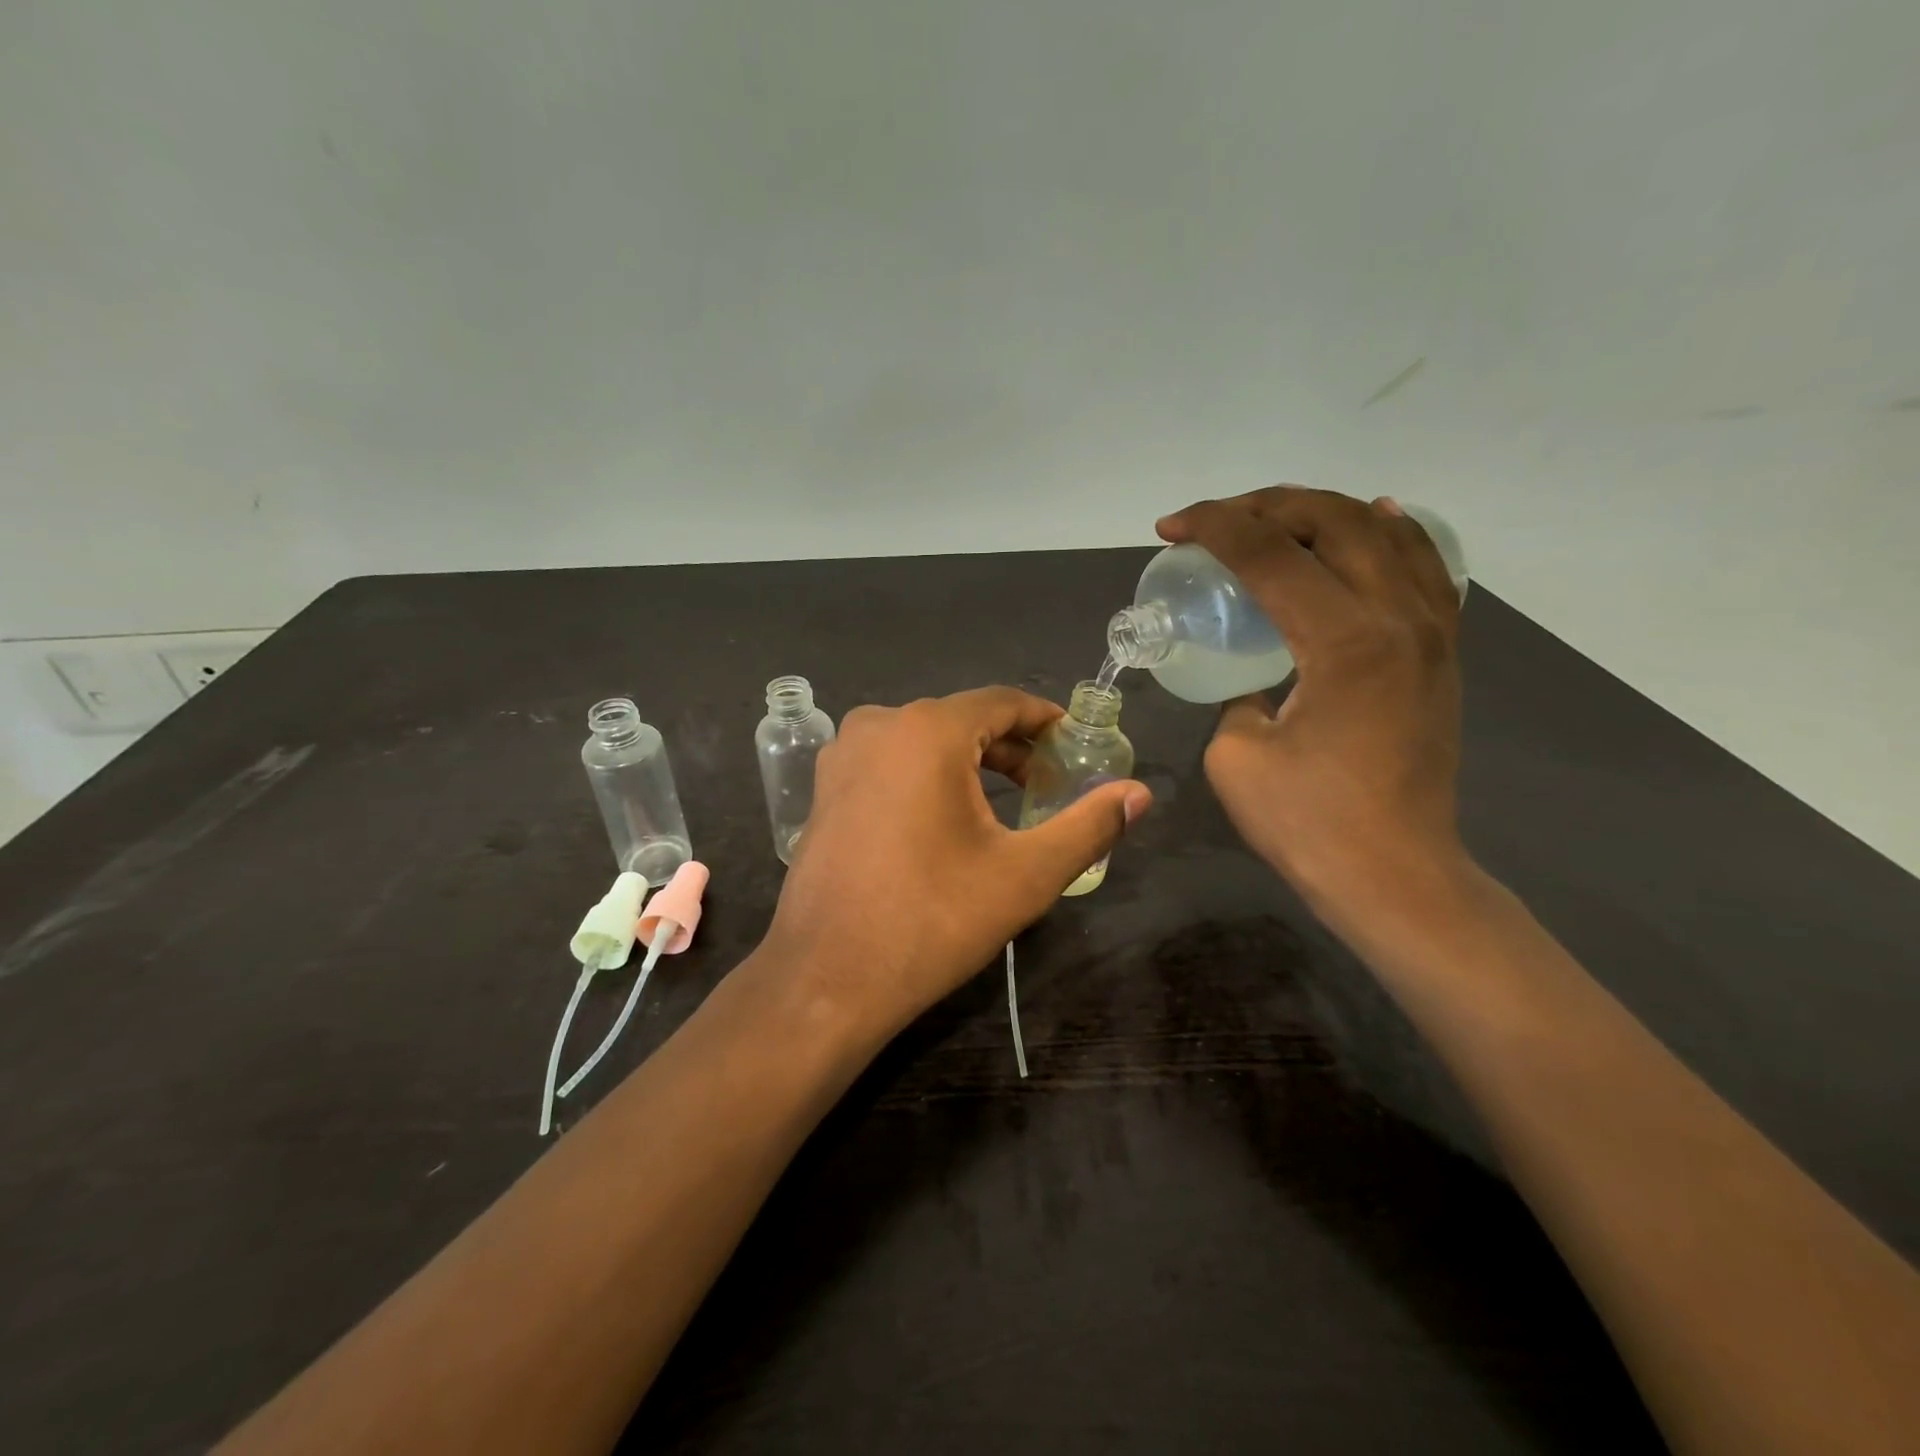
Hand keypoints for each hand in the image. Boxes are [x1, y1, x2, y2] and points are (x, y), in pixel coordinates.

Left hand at [762, 687, 1151, 1042]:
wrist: (827, 979)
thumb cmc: (932, 920)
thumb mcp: (1025, 875)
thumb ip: (1089, 826)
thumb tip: (1141, 794)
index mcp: (926, 730)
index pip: (1002, 702)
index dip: (1045, 721)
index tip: (1075, 745)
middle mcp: (877, 725)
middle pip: (961, 719)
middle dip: (1010, 748)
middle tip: (1048, 786)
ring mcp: (842, 756)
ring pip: (923, 741)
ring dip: (968, 762)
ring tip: (1004, 805)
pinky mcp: (824, 789)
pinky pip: (889, 763)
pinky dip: (926, 776)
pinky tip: (944, 820)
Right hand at [1157, 486, 1467, 912]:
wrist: (1394, 874)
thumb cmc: (1308, 822)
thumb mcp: (1236, 755)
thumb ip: (1236, 697)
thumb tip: (1253, 681)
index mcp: (1343, 640)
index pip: (1271, 552)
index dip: (1214, 526)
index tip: (1171, 528)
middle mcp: (1398, 618)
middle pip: (1334, 520)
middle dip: (1265, 505)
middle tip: (1217, 521)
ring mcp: (1432, 632)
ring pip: (1386, 532)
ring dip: (1323, 511)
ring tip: (1276, 518)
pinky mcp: (1443, 653)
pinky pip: (1424, 567)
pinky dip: (1392, 533)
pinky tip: (1372, 522)